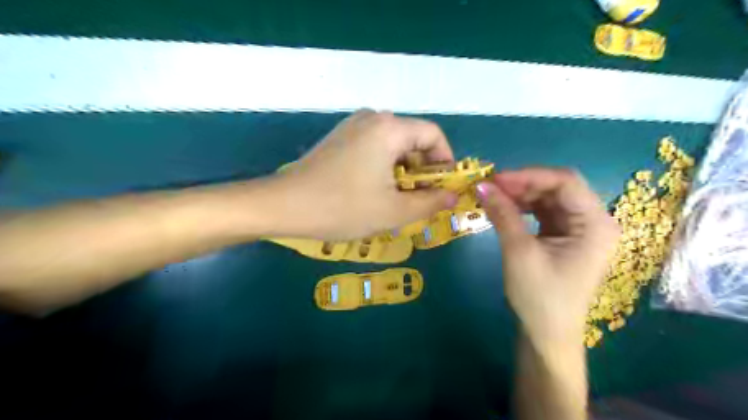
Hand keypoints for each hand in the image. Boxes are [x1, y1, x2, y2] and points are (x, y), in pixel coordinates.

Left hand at [274, 110, 459, 241]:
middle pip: (413, 139)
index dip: (445, 161)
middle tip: (420, 200)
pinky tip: (375, 191)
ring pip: (393, 145)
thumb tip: (453, 196)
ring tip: (397, 199)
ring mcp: (352, 127)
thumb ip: (430, 202)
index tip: (443, 188)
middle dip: (422, 170)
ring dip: (403, 171)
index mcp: (389, 129)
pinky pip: (374, 148)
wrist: (284, 205)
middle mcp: (372, 118)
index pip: (433, 135)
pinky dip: (384, 167)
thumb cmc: (343, 207)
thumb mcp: (394, 211)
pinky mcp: (339, 138)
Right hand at [479, 167, 619, 346]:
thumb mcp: (519, 252)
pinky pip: (543, 212)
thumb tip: (481, 185)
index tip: (495, 179)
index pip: (565, 182)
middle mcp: (593, 221)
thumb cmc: (540, 297)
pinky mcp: (564, 236)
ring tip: (492, 196)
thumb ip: (503, 214)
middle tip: (490, 187)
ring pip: (548, 198)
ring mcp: (579, 229)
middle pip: (558, 188)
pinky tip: (503, 207)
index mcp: (596, 224)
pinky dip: (522, 207)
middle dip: (523, 184)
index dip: (529, 175)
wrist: (546, 335)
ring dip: (520, 194)